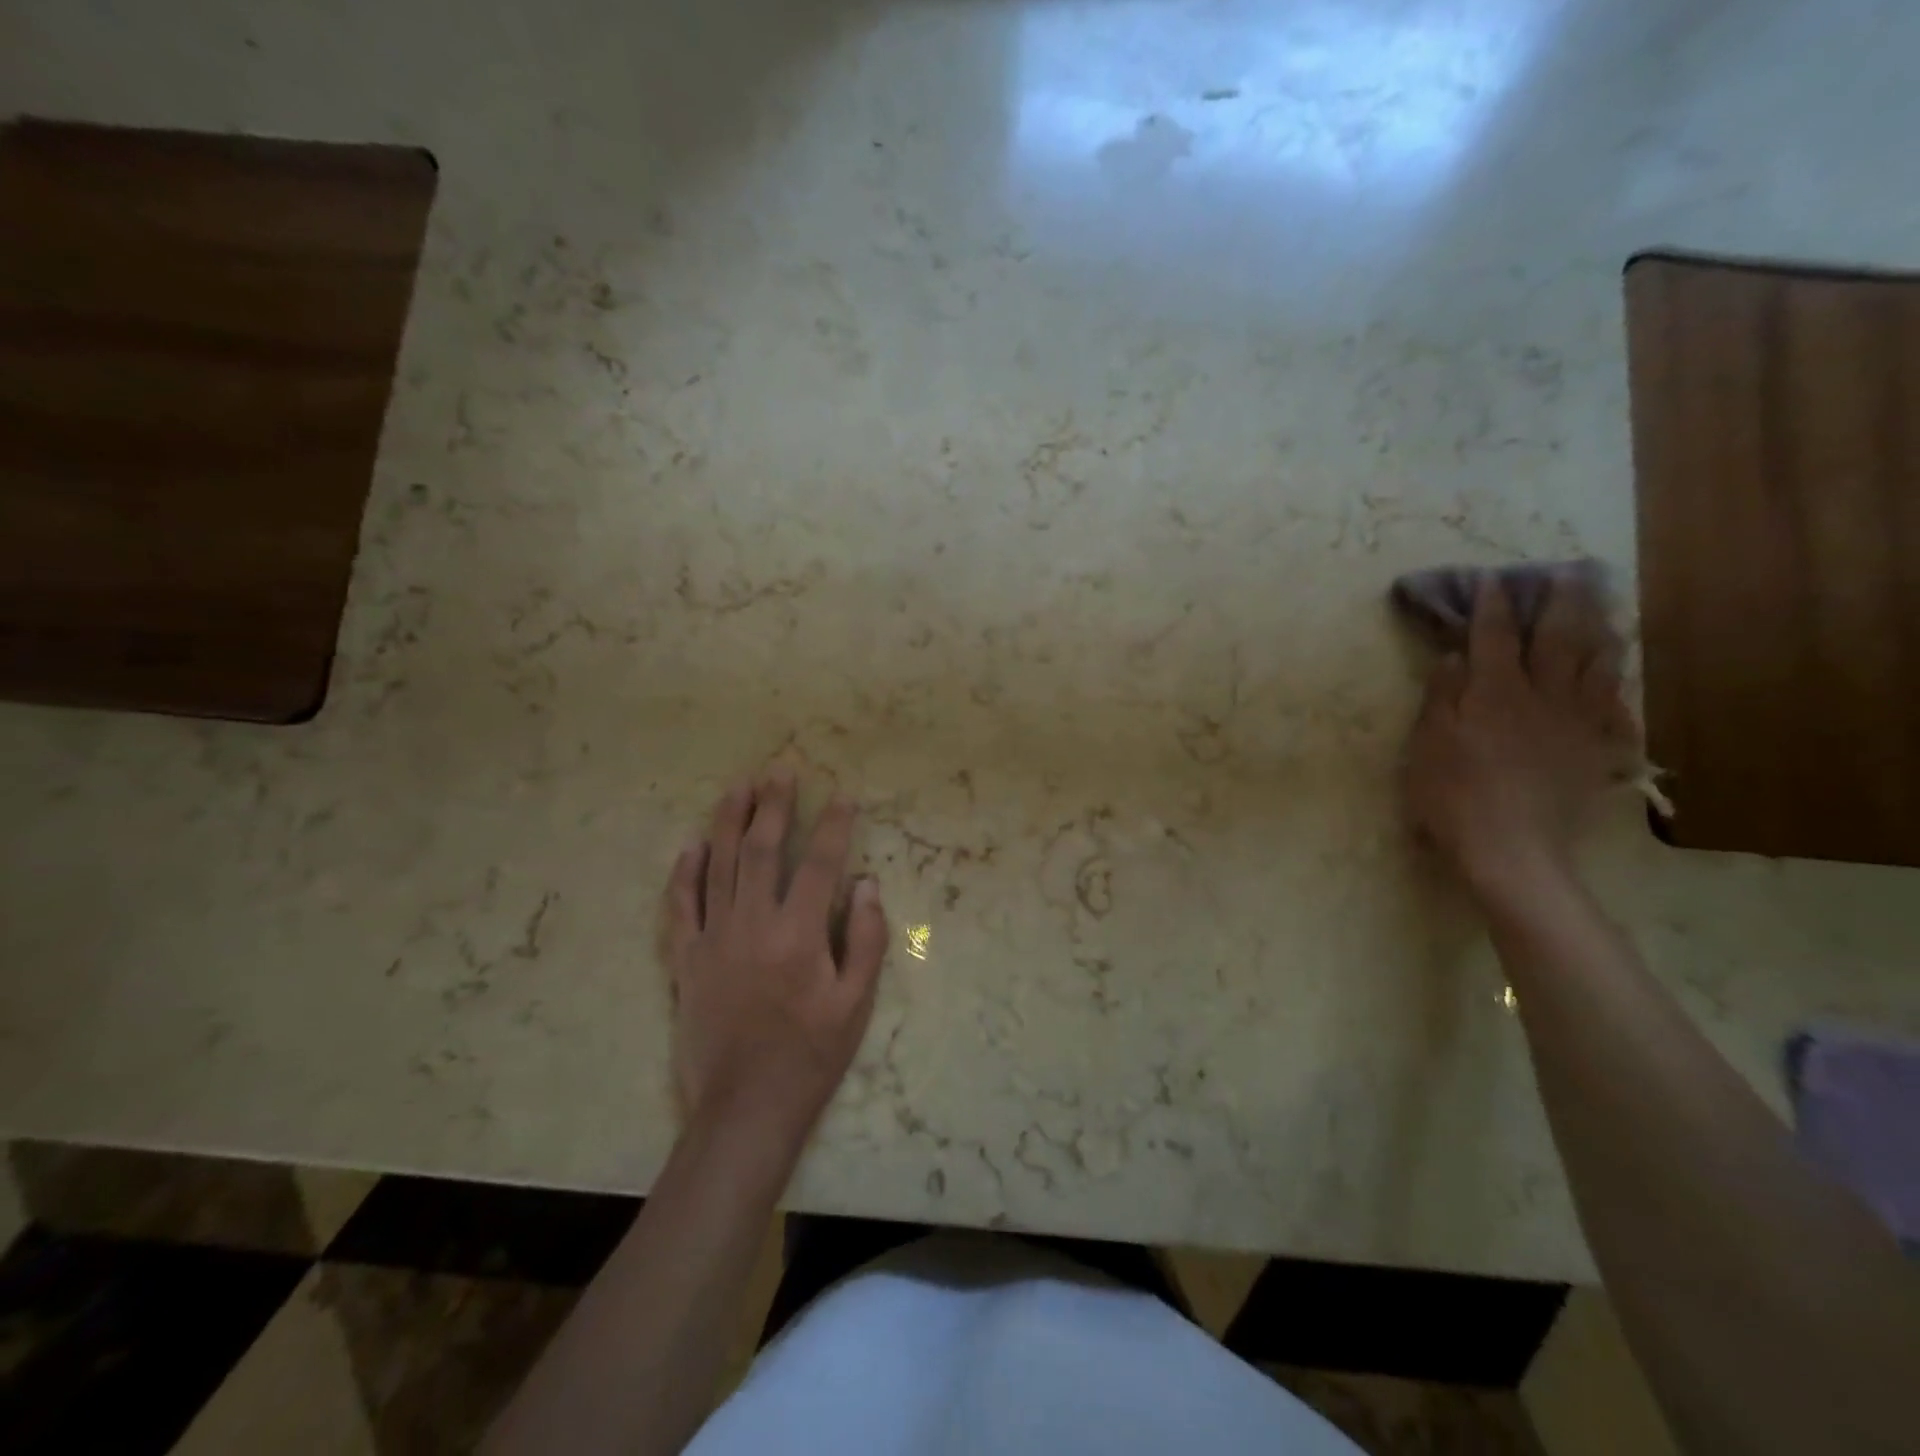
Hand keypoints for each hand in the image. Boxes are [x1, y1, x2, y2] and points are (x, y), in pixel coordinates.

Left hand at [661, 771, 888, 1145]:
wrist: (745, 1108)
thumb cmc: (811, 1055)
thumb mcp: (856, 1004)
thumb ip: (866, 939)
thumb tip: (865, 885)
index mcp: (799, 934)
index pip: (820, 863)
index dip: (833, 825)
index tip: (842, 796)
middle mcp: (754, 925)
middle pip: (762, 850)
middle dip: (774, 806)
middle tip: (780, 771)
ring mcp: (714, 940)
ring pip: (719, 866)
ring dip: (729, 822)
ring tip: (739, 787)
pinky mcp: (687, 960)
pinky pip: (681, 906)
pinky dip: (685, 873)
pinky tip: (692, 845)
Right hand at [1404, 570, 1638, 900]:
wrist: (1510, 850)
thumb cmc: (1451, 795)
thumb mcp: (1426, 744)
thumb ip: (1441, 696)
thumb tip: (1453, 655)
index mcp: (1494, 693)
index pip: (1494, 636)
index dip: (1491, 605)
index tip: (1491, 579)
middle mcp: (1542, 697)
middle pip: (1557, 640)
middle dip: (1560, 603)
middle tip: (1569, 573)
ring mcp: (1575, 724)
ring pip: (1595, 666)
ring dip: (1599, 631)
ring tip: (1604, 608)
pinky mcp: (1594, 753)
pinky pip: (1615, 708)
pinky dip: (1617, 684)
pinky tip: (1617, 674)